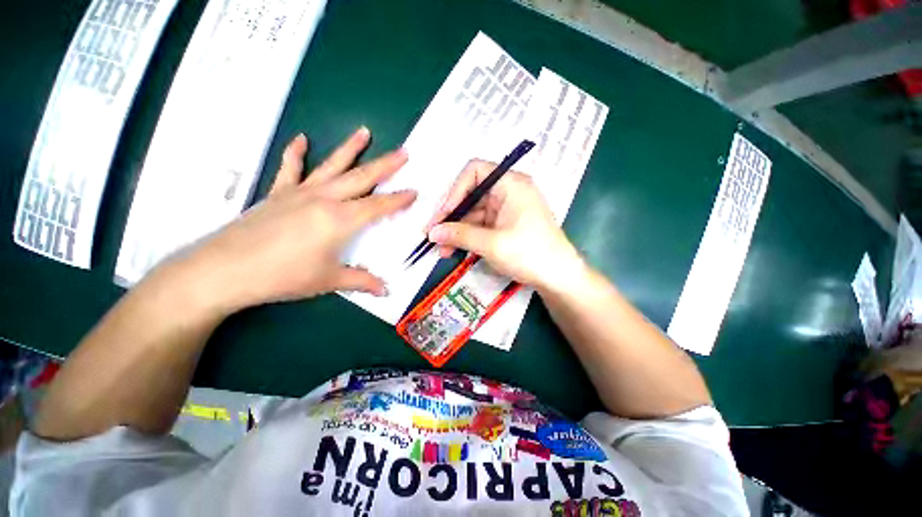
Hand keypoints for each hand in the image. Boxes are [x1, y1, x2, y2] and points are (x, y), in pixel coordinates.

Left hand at [170, 128, 415, 314]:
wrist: (224, 270)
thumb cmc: (283, 276)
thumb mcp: (328, 281)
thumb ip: (361, 281)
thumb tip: (385, 291)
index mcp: (340, 220)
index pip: (378, 206)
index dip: (398, 200)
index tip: (414, 191)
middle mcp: (324, 199)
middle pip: (361, 178)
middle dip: (386, 165)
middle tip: (403, 153)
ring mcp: (299, 193)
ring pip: (331, 165)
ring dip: (350, 148)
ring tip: (364, 131)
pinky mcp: (278, 193)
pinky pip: (290, 169)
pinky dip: (296, 153)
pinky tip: (301, 139)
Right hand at [425, 159, 584, 291]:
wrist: (559, 278)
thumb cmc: (530, 254)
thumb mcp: (492, 244)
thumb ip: (460, 235)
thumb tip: (432, 232)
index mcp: (510, 184)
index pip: (474, 172)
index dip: (454, 191)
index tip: (442, 215)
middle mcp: (508, 191)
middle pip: (471, 195)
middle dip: (451, 216)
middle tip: (433, 235)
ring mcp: (507, 210)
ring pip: (474, 214)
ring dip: (457, 231)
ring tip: (441, 250)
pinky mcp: (506, 226)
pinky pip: (481, 226)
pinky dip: (468, 237)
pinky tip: (455, 251)